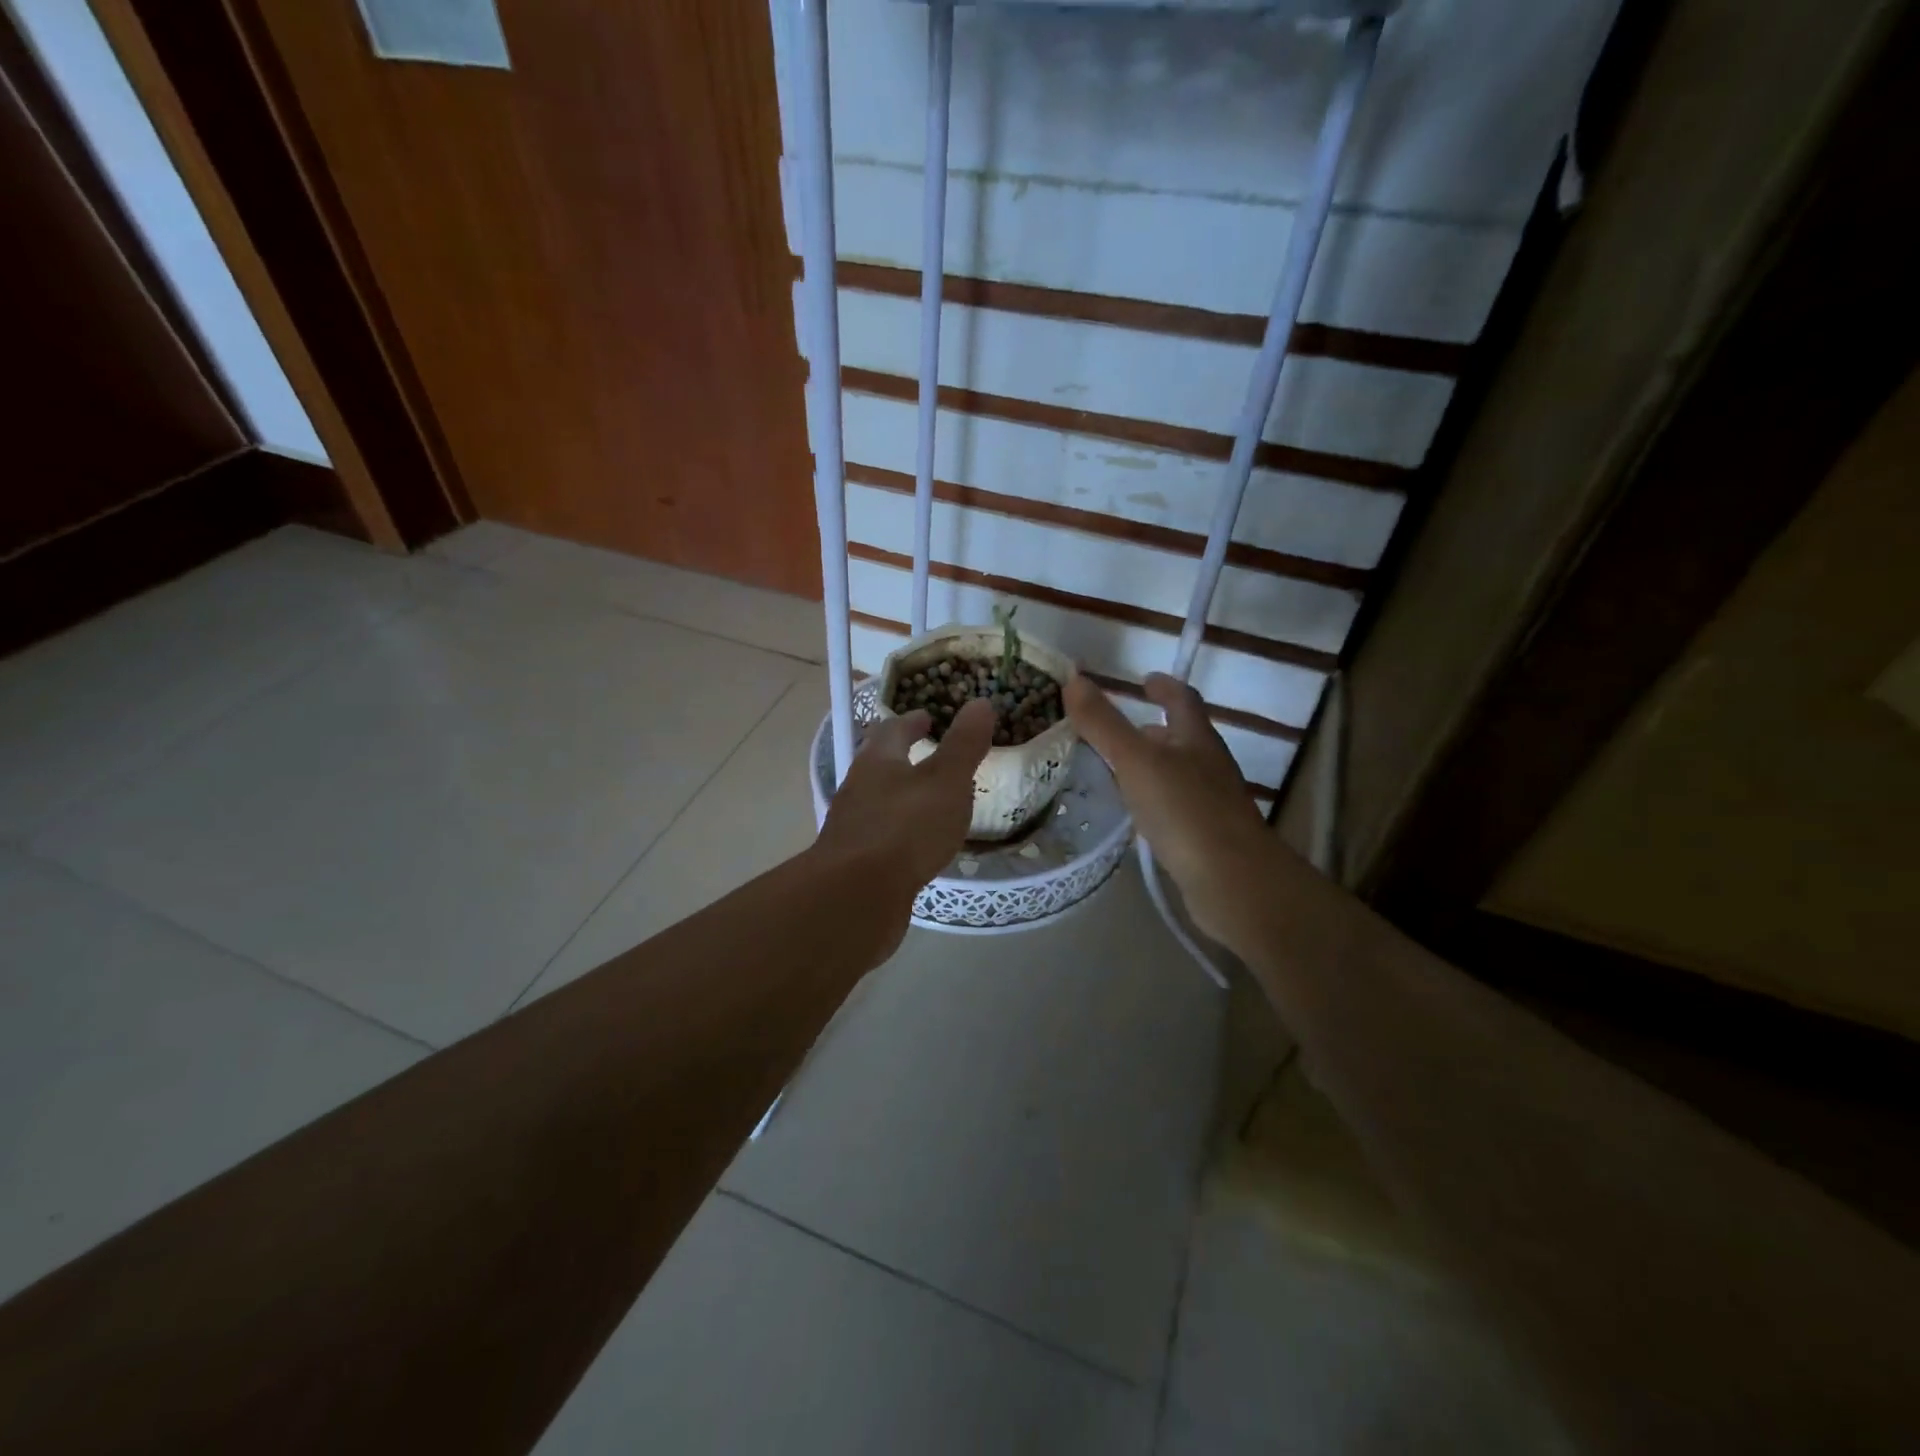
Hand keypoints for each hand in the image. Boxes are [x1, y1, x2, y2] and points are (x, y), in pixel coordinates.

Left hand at [811, 699, 994, 962]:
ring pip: (880, 801)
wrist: (857, 897)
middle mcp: (858, 788)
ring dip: (902, 796)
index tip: (928, 717)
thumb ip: (964, 744)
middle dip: (904, 757)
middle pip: (880, 764)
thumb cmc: (905, 828)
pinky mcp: (855, 862)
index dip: (912, 721)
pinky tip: (919, 846)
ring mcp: (853, 827)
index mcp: (877, 761)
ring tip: (932, 801)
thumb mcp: (946, 781)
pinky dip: (901, 832)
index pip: (892, 730)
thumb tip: (980, 703)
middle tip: (933, 756)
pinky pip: (883, 837)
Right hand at [1065, 673, 1276, 949]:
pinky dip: (1153, 802)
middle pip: (1183, 738)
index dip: (1165, 687)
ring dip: (1152, 767)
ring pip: (1178, 775)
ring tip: (1117, 770)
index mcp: (1197, 739)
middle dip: (1154, 729)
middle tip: (1119, 729)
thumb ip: (1104, 723)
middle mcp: (1209, 766)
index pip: (1183, 700)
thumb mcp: (1136, 761)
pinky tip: (1133, 816)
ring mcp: (1211, 804)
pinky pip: (1175, 809)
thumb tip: (1074, 679)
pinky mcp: (1205, 838)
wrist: (1233, 881)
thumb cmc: (1185, 811)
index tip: (1145, 680)